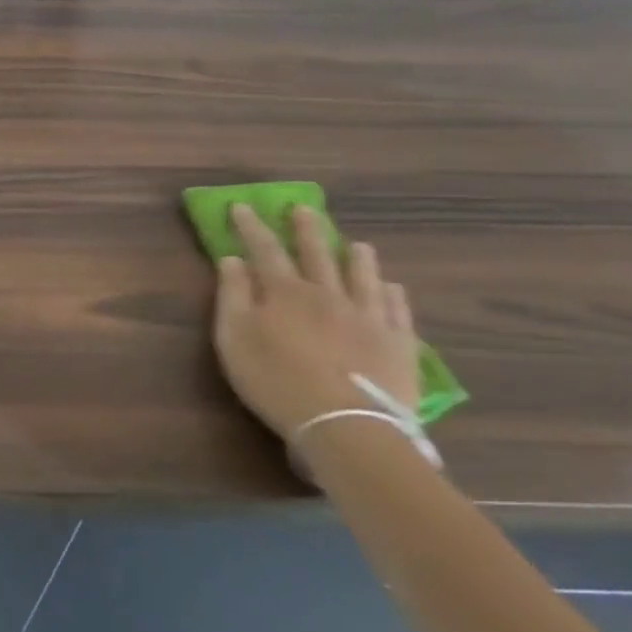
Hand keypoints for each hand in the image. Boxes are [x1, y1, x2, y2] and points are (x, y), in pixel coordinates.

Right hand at [212, 204, 418, 438]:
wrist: (345, 425)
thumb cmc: (276, 380)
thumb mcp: (234, 337)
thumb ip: (232, 295)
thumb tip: (232, 259)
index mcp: (285, 292)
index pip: (264, 249)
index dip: (251, 226)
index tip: (242, 206)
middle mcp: (328, 295)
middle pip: (317, 254)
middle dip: (307, 229)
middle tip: (304, 208)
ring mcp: (368, 318)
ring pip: (364, 278)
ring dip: (358, 258)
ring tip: (358, 243)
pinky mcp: (398, 345)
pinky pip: (398, 312)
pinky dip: (394, 296)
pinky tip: (394, 288)